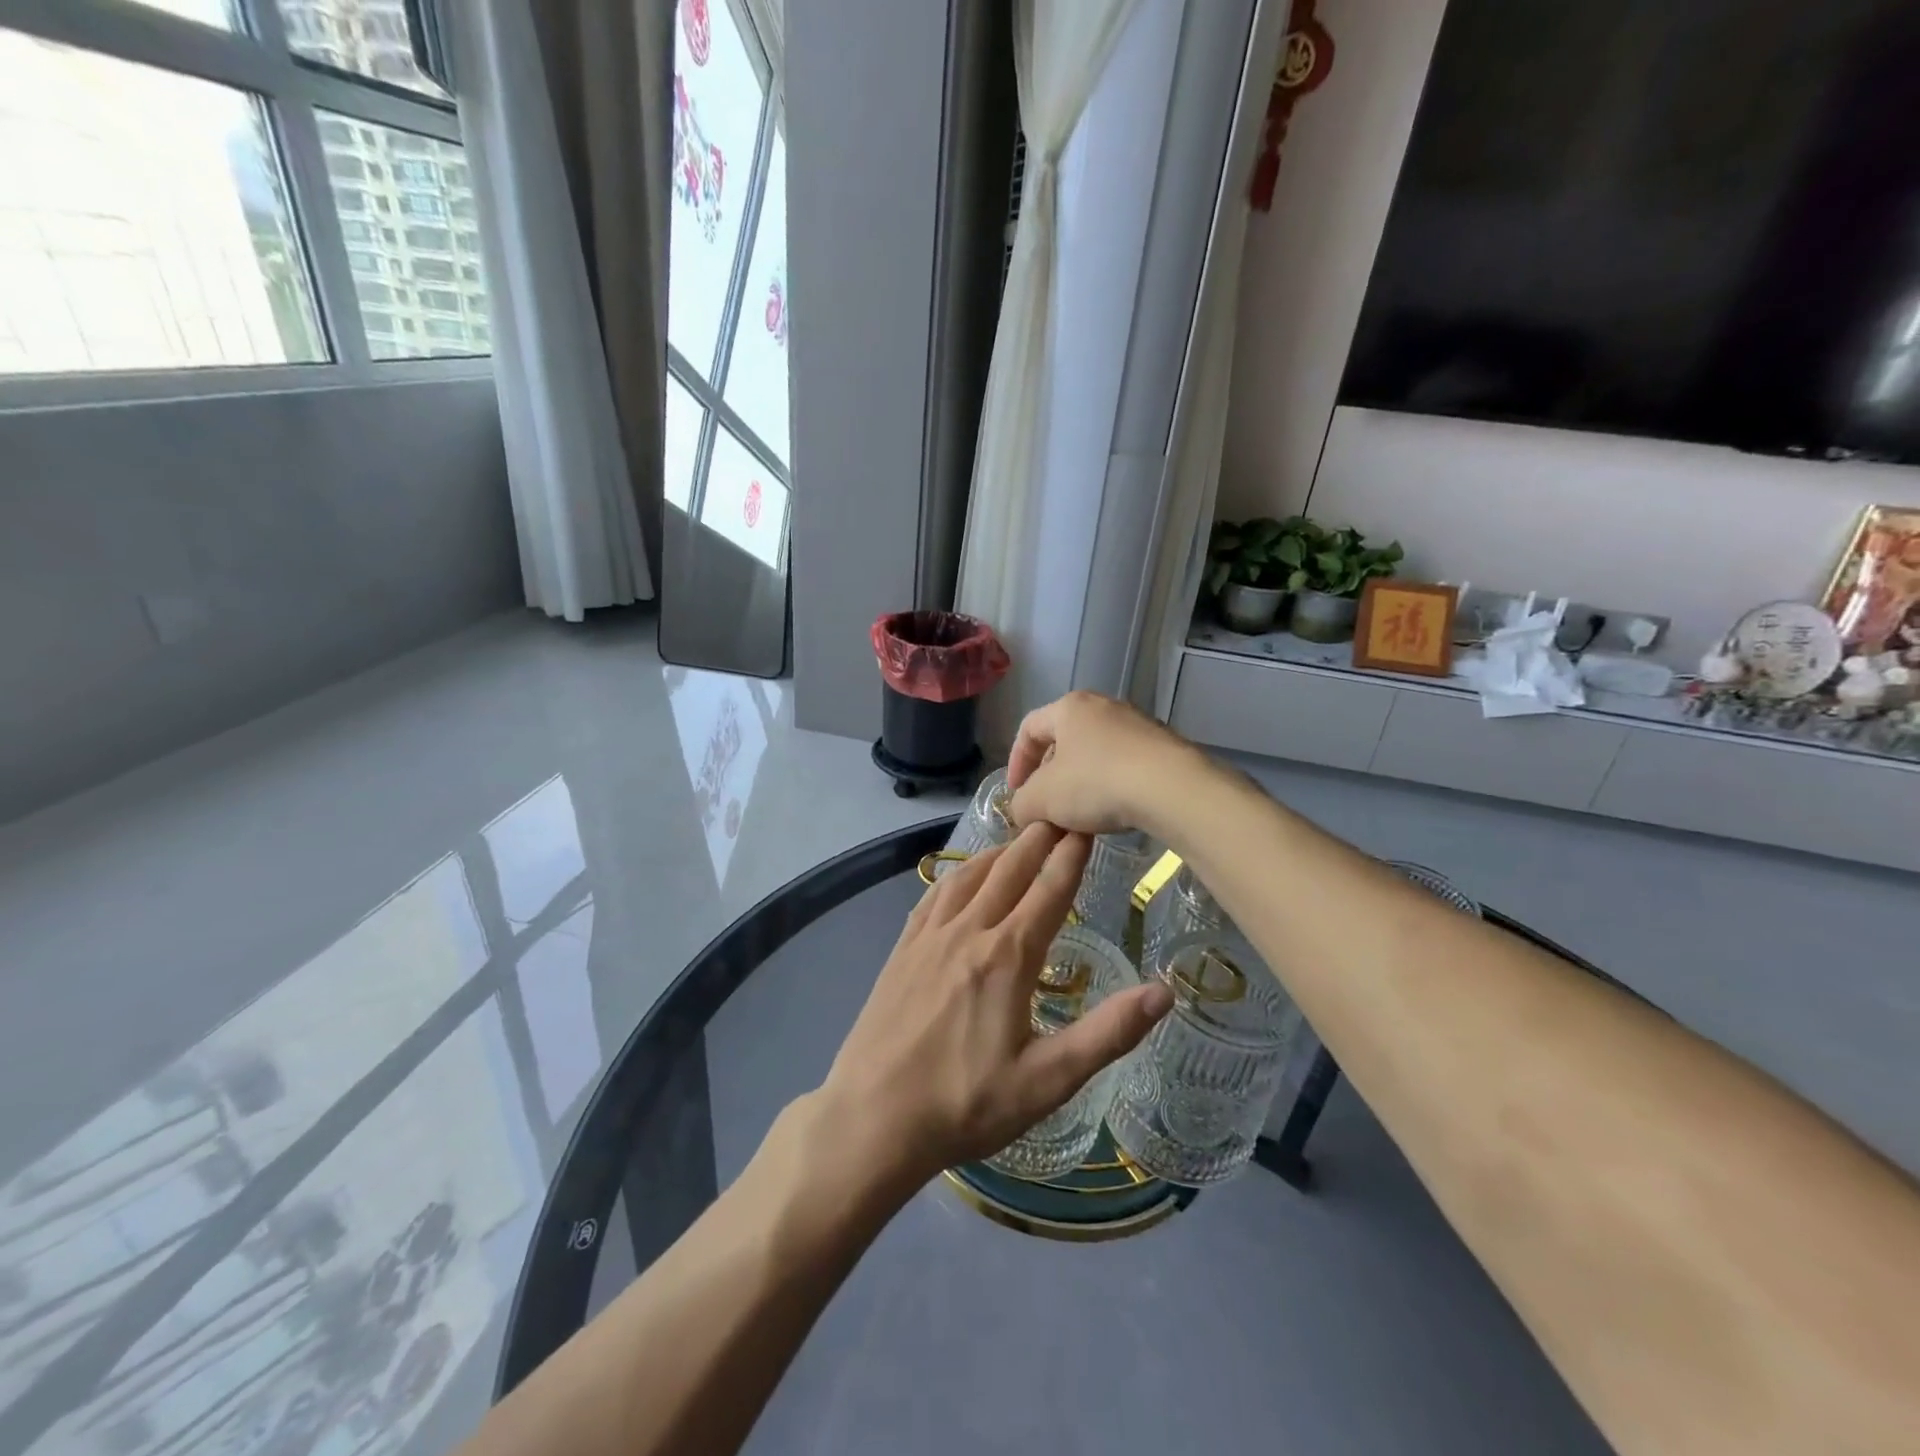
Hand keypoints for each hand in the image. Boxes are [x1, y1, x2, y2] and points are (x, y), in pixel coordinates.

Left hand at [814, 824, 1173, 1194]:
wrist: (872, 1117)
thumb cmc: (966, 1105)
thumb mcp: (1047, 1081)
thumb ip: (1107, 1034)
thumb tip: (1163, 992)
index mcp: (1008, 956)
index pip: (1050, 890)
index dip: (1072, 855)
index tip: (1087, 824)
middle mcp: (969, 931)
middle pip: (1010, 870)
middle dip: (1038, 838)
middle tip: (1058, 813)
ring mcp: (929, 936)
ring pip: (970, 875)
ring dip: (999, 851)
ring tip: (1019, 838)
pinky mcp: (903, 948)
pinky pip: (935, 894)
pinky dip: (958, 874)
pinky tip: (963, 875)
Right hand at [1007, 691, 1201, 837]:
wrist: (1172, 788)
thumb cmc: (1096, 783)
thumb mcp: (1042, 800)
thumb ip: (1021, 804)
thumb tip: (1024, 810)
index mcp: (1069, 707)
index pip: (1029, 729)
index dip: (1016, 762)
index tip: (1016, 794)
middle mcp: (1103, 706)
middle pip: (1064, 741)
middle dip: (1050, 777)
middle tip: (1047, 807)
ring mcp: (1138, 725)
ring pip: (1095, 755)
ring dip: (1081, 785)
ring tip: (1080, 817)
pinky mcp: (1163, 747)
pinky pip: (1124, 765)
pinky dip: (1111, 787)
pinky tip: (1113, 813)